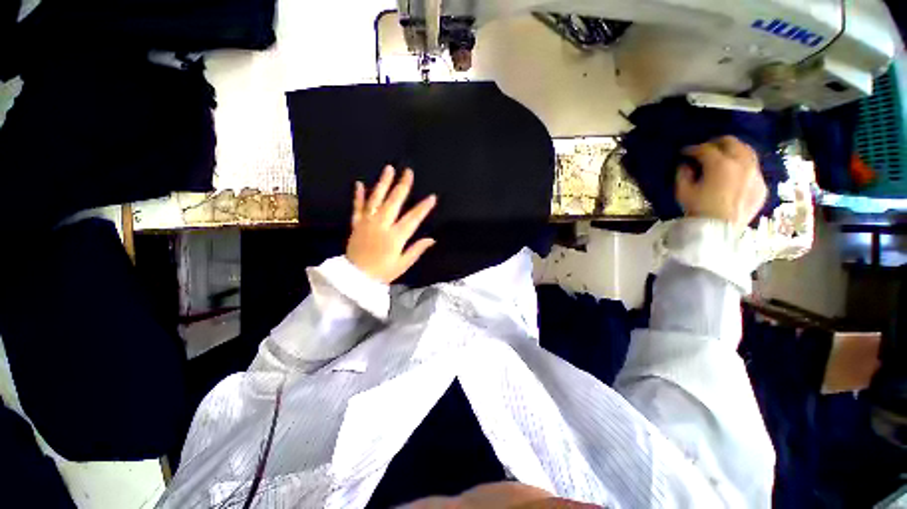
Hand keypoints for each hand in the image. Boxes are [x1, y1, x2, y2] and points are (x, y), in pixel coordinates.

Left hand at [347, 166, 437, 283]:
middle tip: (408, 171)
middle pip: (394, 202)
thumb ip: (417, 250)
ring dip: (383, 183)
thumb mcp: (403, 264)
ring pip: (376, 199)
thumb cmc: (383, 272)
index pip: (413, 219)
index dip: (423, 208)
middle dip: (402, 186)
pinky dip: (359, 196)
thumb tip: (432, 239)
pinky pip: (357, 207)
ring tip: (388, 169)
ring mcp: (367, 223)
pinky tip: (359, 184)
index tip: (432, 197)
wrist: (355, 278)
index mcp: (395, 236)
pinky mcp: (356, 224)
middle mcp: (381, 225)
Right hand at [676, 135, 767, 227]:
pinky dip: (743, 167)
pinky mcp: (761, 186)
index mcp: (720, 164)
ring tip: (724, 157)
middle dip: (716, 143)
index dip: (692, 149)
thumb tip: (685, 165)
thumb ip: (683, 174)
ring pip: (747, 152)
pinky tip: (734, 175)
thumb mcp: (683, 192)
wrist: (719, 230)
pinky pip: (753, 170)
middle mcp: (742, 164)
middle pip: (732, 142)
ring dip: (734, 151)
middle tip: (706, 149)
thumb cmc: (698, 210)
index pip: (705, 148)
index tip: (684, 152)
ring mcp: (755, 174)